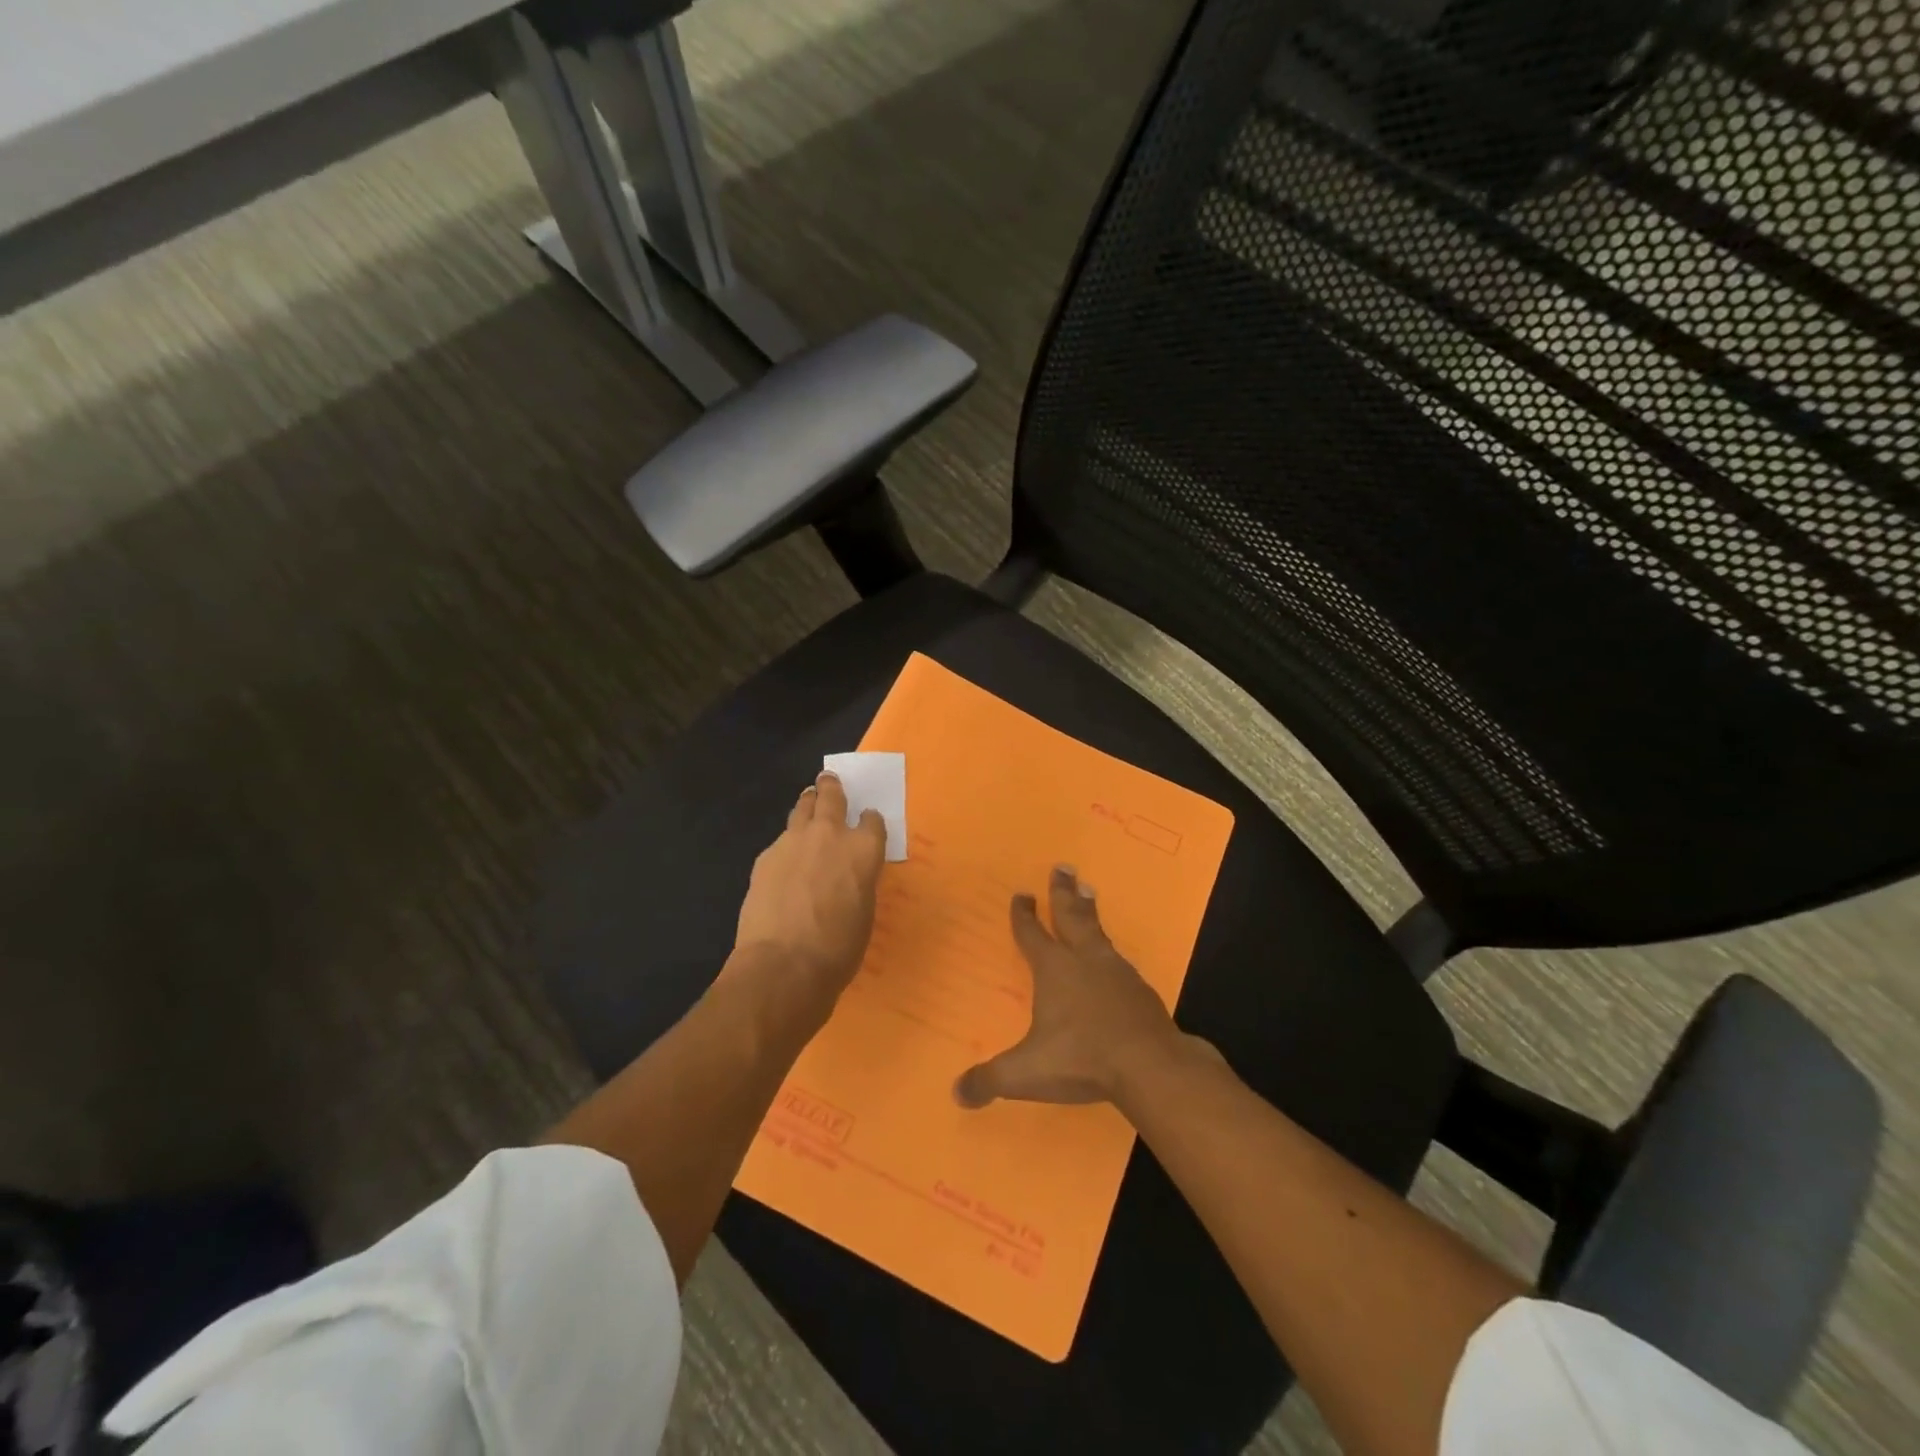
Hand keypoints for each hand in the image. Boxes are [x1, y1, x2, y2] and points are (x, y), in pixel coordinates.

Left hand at [733, 771, 887, 994]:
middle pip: (832, 796)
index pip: (873, 820)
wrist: (784, 964)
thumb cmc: (838, 949)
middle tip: (829, 781)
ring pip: (802, 808)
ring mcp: (794, 841)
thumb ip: (858, 882)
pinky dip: (787, 844)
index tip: (867, 823)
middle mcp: (831, 835)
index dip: (870, 821)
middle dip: (832, 788)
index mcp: (864, 850)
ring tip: (807, 802)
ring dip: (807, 805)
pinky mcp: (766, 855)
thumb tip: (847, 878)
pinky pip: (781, 840)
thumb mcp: (864, 913)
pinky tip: (784, 860)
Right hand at [954, 866, 1192, 1109]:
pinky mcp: (1140, 990)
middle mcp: (1085, 960)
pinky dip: (1110, 948)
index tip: (1021, 894)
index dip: (1024, 916)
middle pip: (1071, 916)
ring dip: (1089, 911)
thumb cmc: (1081, 1059)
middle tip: (1063, 866)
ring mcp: (1116, 972)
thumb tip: (957, 1094)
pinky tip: (1113, 956)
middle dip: (1063, 892)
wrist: (1149, 1065)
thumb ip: (990, 1080)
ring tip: (1088, 892)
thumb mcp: (1025, 1073)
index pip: (1032, 934)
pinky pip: (1119, 960)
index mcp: (1054, 970)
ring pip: (1098, 931)